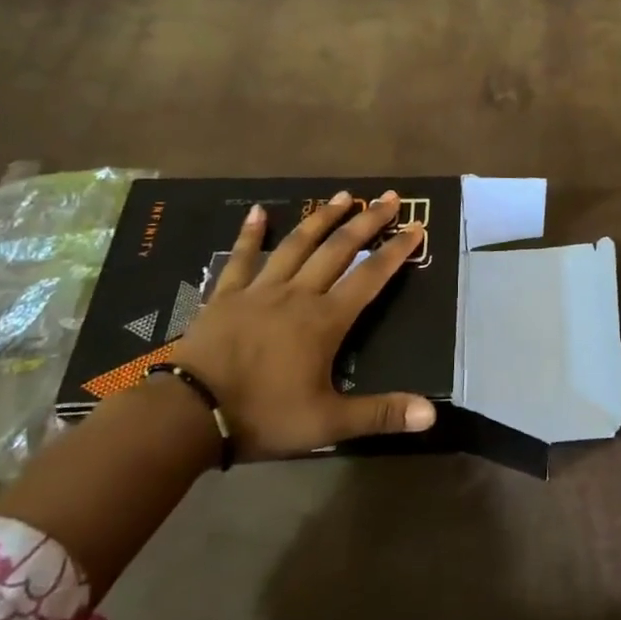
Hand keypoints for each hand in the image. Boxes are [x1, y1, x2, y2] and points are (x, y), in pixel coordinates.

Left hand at [170, 190, 437, 459]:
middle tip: (388, 197)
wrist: (188, 414)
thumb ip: (380, 414)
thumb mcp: (328, 424)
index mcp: (325, 320)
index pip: (370, 277)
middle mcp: (297, 294)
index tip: (416, 227)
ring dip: (322, 218)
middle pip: (338, 249)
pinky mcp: (226, 295)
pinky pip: (242, 257)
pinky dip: (251, 233)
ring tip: (343, 195)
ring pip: (297, 244)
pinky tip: (259, 211)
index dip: (395, 251)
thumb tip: (432, 415)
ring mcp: (259, 290)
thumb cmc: (263, 417)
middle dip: (367, 221)